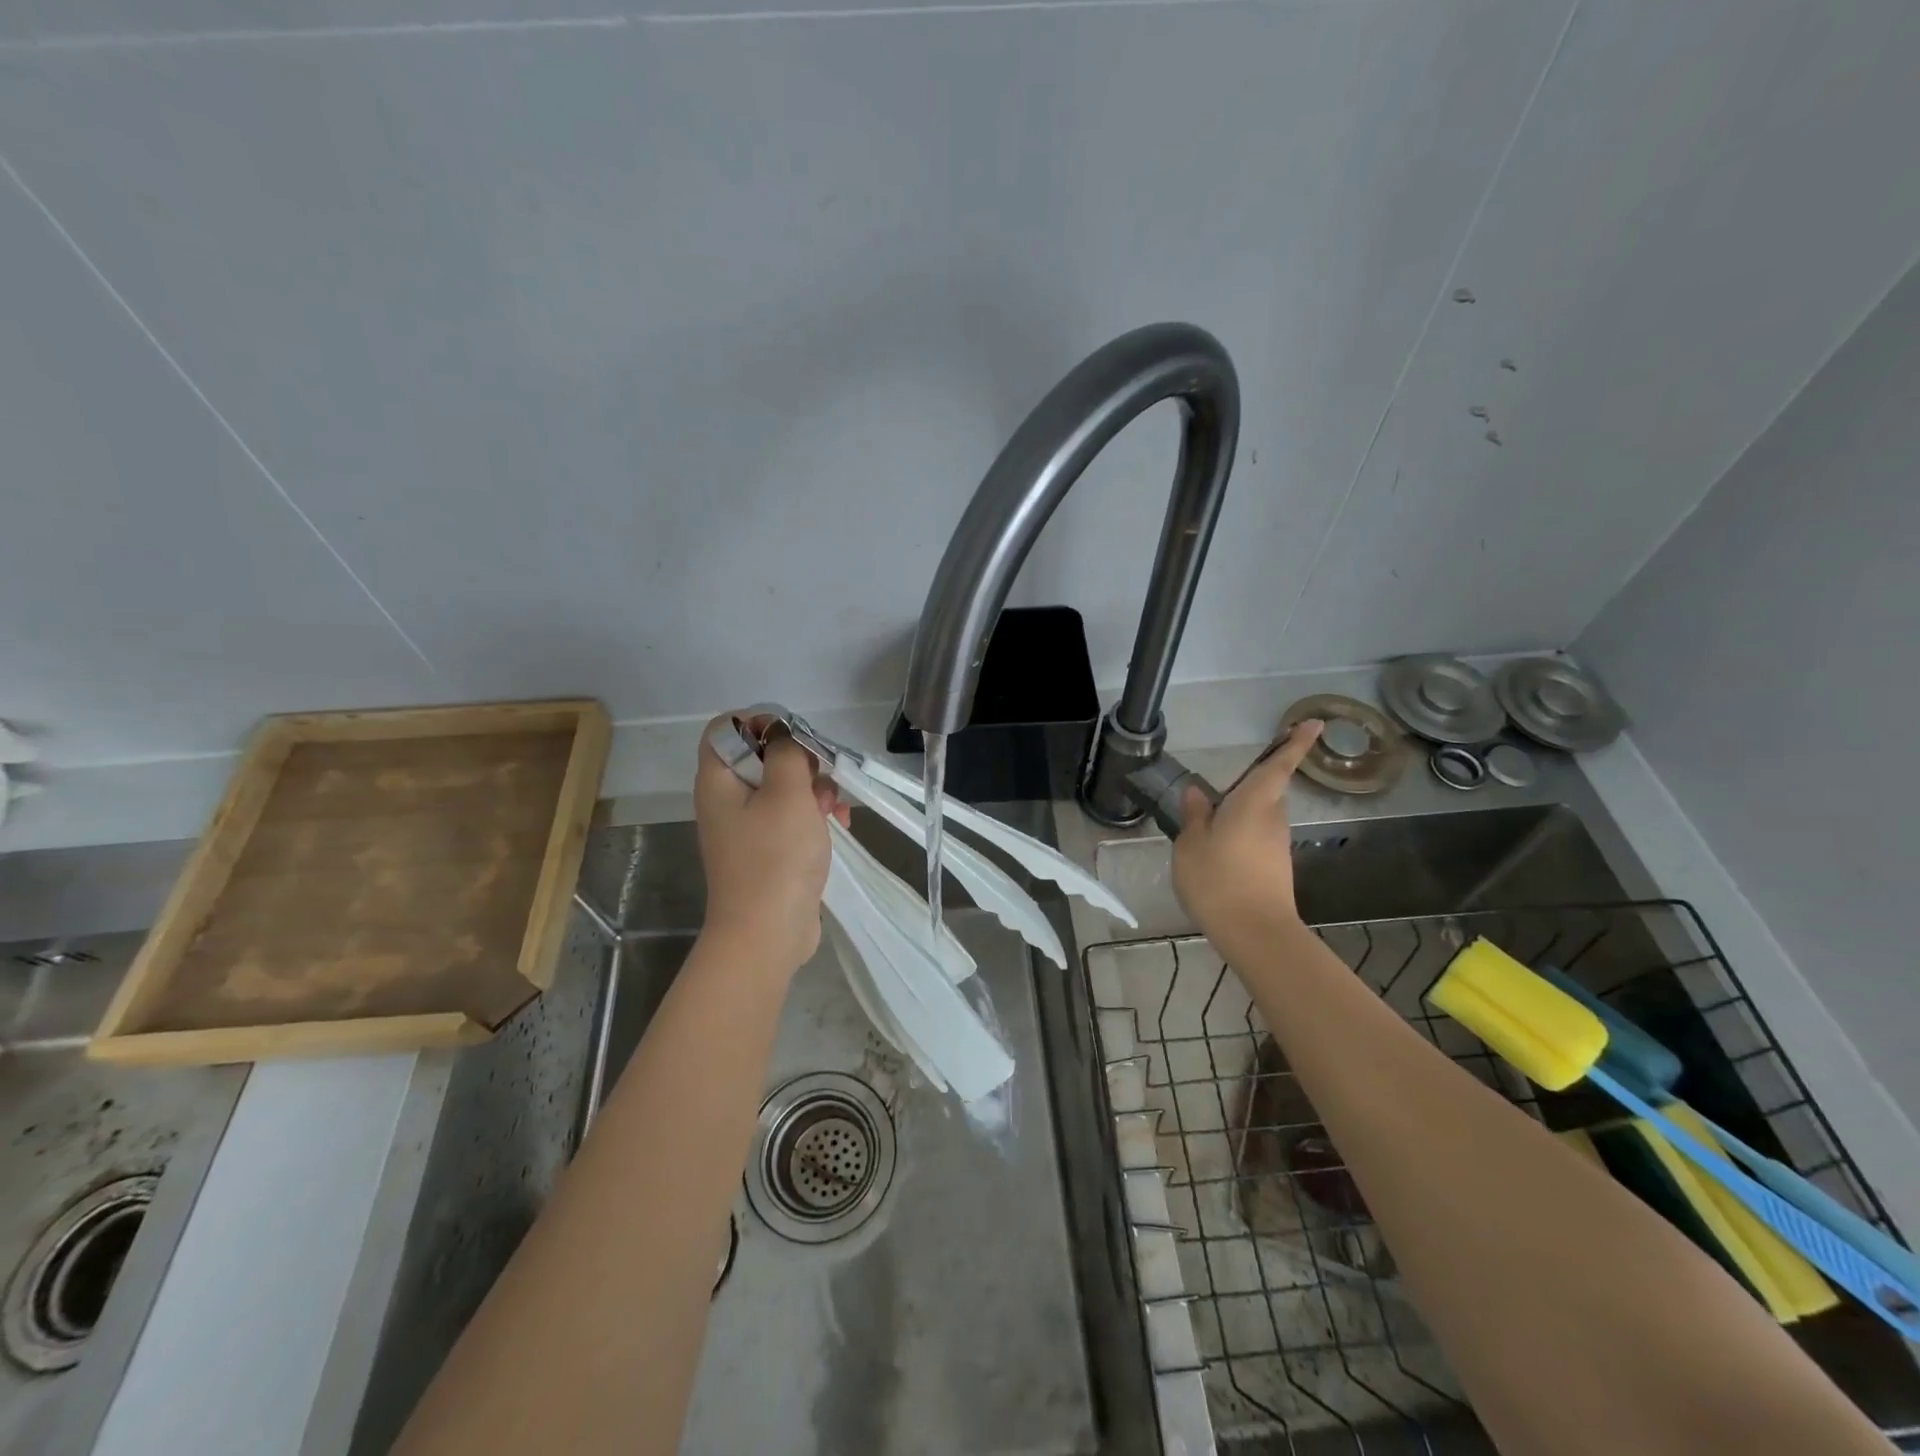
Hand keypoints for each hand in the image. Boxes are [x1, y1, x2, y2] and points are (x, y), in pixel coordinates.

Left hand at [694, 714, 848, 973]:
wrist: (768, 934)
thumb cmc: (775, 857)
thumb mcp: (787, 793)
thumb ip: (787, 753)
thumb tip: (783, 734)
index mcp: (719, 781)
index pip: (725, 728)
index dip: (759, 721)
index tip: (795, 738)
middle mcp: (727, 799)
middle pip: (761, 755)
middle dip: (800, 760)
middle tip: (821, 778)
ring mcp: (748, 827)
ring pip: (783, 786)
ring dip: (815, 789)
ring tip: (836, 809)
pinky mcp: (769, 850)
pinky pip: (791, 817)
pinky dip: (814, 815)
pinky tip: (840, 825)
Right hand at [1172, 720, 1322, 948]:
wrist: (1255, 932)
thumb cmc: (1218, 878)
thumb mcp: (1190, 843)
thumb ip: (1195, 815)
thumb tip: (1198, 794)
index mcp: (1253, 802)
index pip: (1279, 765)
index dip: (1296, 743)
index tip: (1315, 723)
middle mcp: (1272, 818)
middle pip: (1266, 792)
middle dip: (1249, 789)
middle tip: (1217, 799)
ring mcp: (1278, 844)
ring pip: (1259, 818)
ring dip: (1240, 818)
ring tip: (1208, 833)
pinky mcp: (1277, 867)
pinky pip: (1257, 840)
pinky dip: (1241, 840)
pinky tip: (1218, 858)